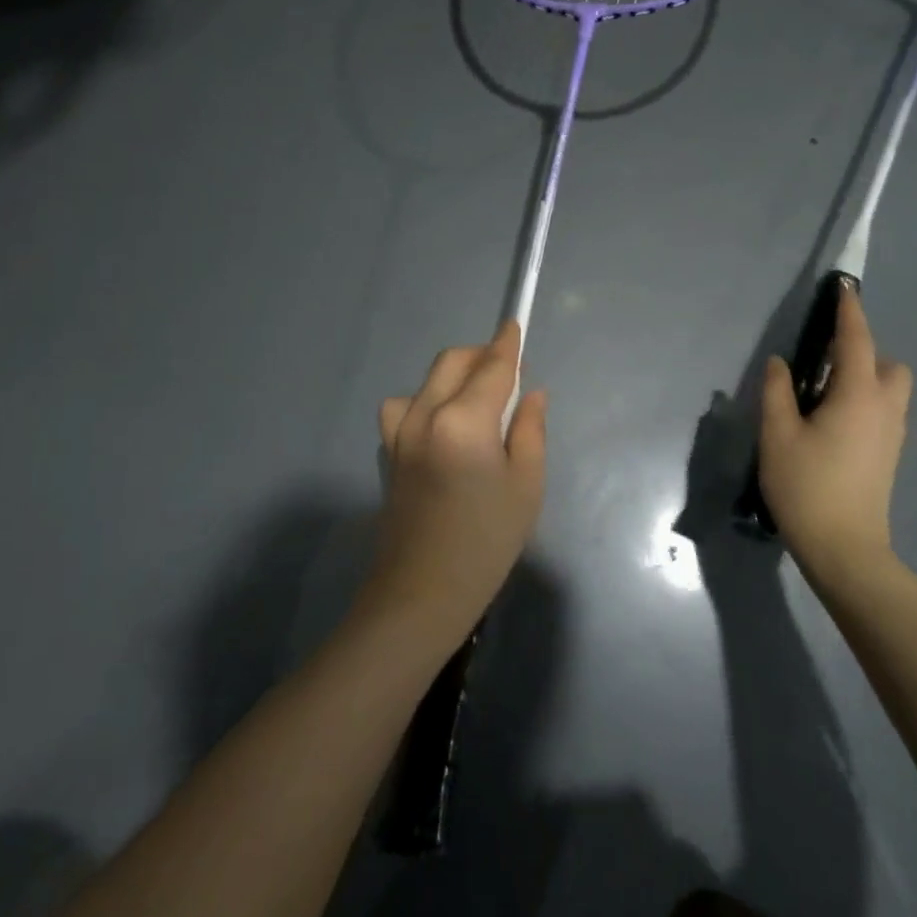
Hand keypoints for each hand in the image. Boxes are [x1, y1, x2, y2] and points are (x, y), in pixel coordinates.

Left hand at [364, 320, 546, 645]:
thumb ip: (529, 429)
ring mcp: (399, 433)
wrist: (423, 592)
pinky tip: (444, 428)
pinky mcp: (387, 451)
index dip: (507, 344)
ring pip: (426, 381)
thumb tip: (530, 393)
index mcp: (463, 421)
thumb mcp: (526, 485)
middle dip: (481, 356)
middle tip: (508, 374)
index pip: (491, 368)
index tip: (515, 324)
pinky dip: (427, 401)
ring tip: (477, 403)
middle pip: (452, 362)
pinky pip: (406, 407)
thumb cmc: (486, 541)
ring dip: (452, 377)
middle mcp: (424, 415)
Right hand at [758, 284, 912, 587]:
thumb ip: (777, 392)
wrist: (844, 548)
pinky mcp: (890, 455)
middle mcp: (884, 408)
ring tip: (825, 395)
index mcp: (858, 395)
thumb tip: (780, 363)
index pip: (856, 340)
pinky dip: (866, 401)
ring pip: (890, 389)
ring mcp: (892, 434)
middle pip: (887, 364)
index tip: (843, 287)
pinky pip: (885, 411)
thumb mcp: (778, 435)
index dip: (849, 311)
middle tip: (823, 364)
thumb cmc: (807, 486)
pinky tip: (834, 423)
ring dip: (866, 377)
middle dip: (863, 351)